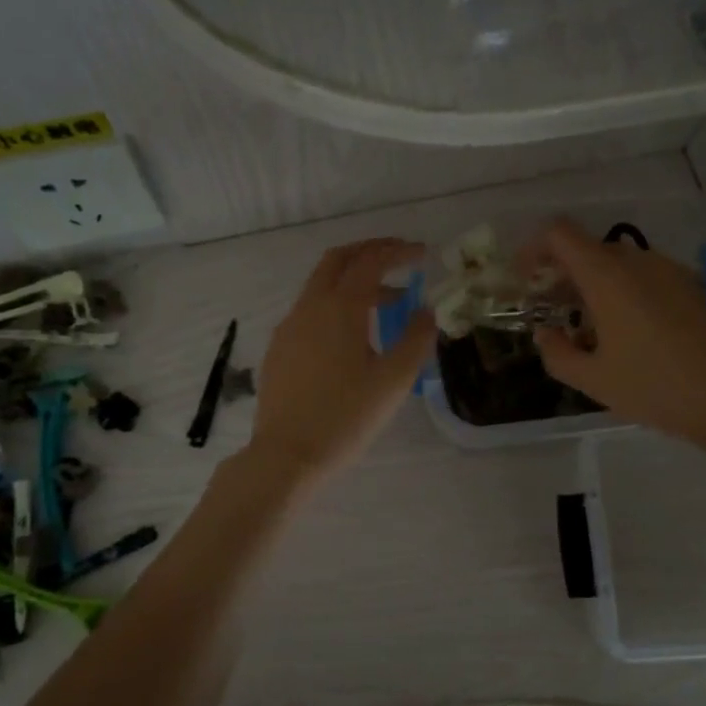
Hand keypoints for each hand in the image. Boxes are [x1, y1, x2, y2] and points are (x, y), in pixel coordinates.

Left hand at [246, 238, 433, 485]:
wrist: (287, 455)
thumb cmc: (346, 417)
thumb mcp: (394, 381)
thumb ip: (415, 339)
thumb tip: (426, 311)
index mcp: (340, 307)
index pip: (371, 261)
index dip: (398, 251)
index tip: (423, 254)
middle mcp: (310, 306)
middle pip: (338, 260)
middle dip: (370, 251)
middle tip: (399, 258)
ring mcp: (289, 326)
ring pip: (321, 285)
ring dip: (354, 281)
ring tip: (388, 302)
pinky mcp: (279, 348)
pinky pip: (310, 310)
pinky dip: (335, 304)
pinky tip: (352, 335)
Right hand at [528, 219, 705, 459]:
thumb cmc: (656, 388)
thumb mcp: (594, 381)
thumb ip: (557, 354)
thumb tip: (545, 335)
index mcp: (608, 276)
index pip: (560, 234)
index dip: (534, 249)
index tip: (525, 280)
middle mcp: (638, 262)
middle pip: (589, 247)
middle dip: (562, 271)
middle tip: (551, 308)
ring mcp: (670, 271)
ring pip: (618, 262)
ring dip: (593, 281)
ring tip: (588, 324)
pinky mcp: (692, 287)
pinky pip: (645, 275)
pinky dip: (623, 289)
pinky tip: (628, 331)